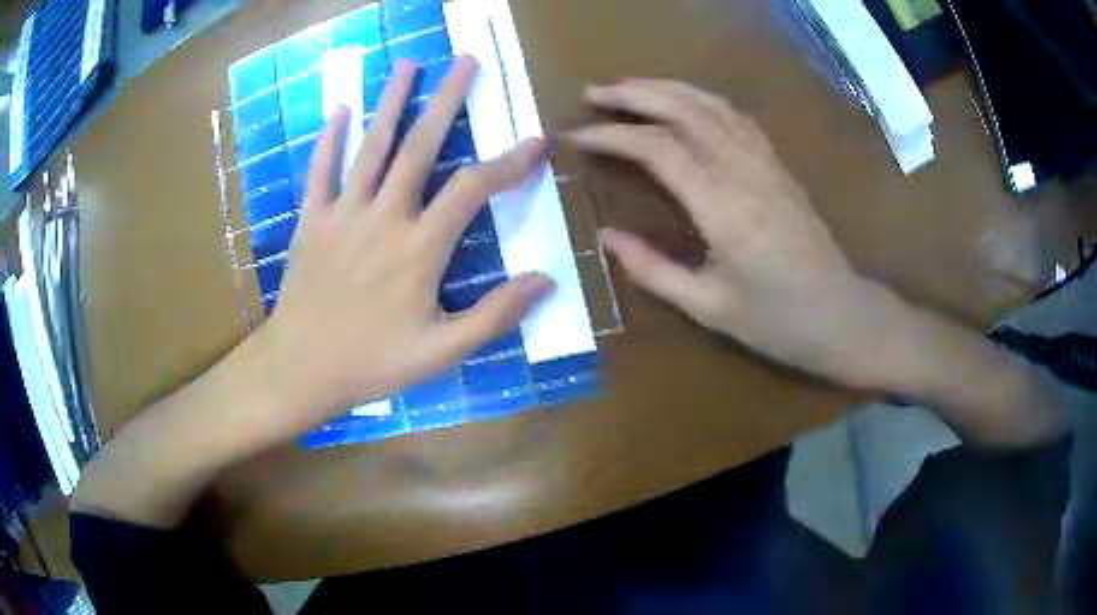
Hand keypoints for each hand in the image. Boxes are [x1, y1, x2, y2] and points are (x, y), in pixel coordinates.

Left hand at [259, 57, 552, 429]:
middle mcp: (383, 217)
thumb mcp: (441, 352)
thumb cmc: (372, 364)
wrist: (300, 369)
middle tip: (465, 61)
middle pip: (420, 147)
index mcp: (419, 249)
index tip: (536, 141)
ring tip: (409, 64)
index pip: (472, 189)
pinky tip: (341, 109)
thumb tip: (546, 281)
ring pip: (372, 147)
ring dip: (392, 102)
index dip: (508, 163)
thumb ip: (494, 316)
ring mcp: (343, 214)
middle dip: (447, 100)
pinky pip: (321, 171)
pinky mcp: (311, 221)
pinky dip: (330, 139)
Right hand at [569, 80, 891, 387]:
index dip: (613, 136)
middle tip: (592, 93)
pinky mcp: (777, 164)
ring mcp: (765, 162)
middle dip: (633, 94)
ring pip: (710, 104)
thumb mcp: (709, 307)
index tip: (577, 136)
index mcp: (723, 209)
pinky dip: (700, 99)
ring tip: (627, 88)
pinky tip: (682, 102)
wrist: (841, 314)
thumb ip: (652, 270)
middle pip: (683, 110)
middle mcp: (744, 172)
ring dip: (665, 88)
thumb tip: (605, 238)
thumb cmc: (777, 321)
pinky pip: (734, 116)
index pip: (658, 149)